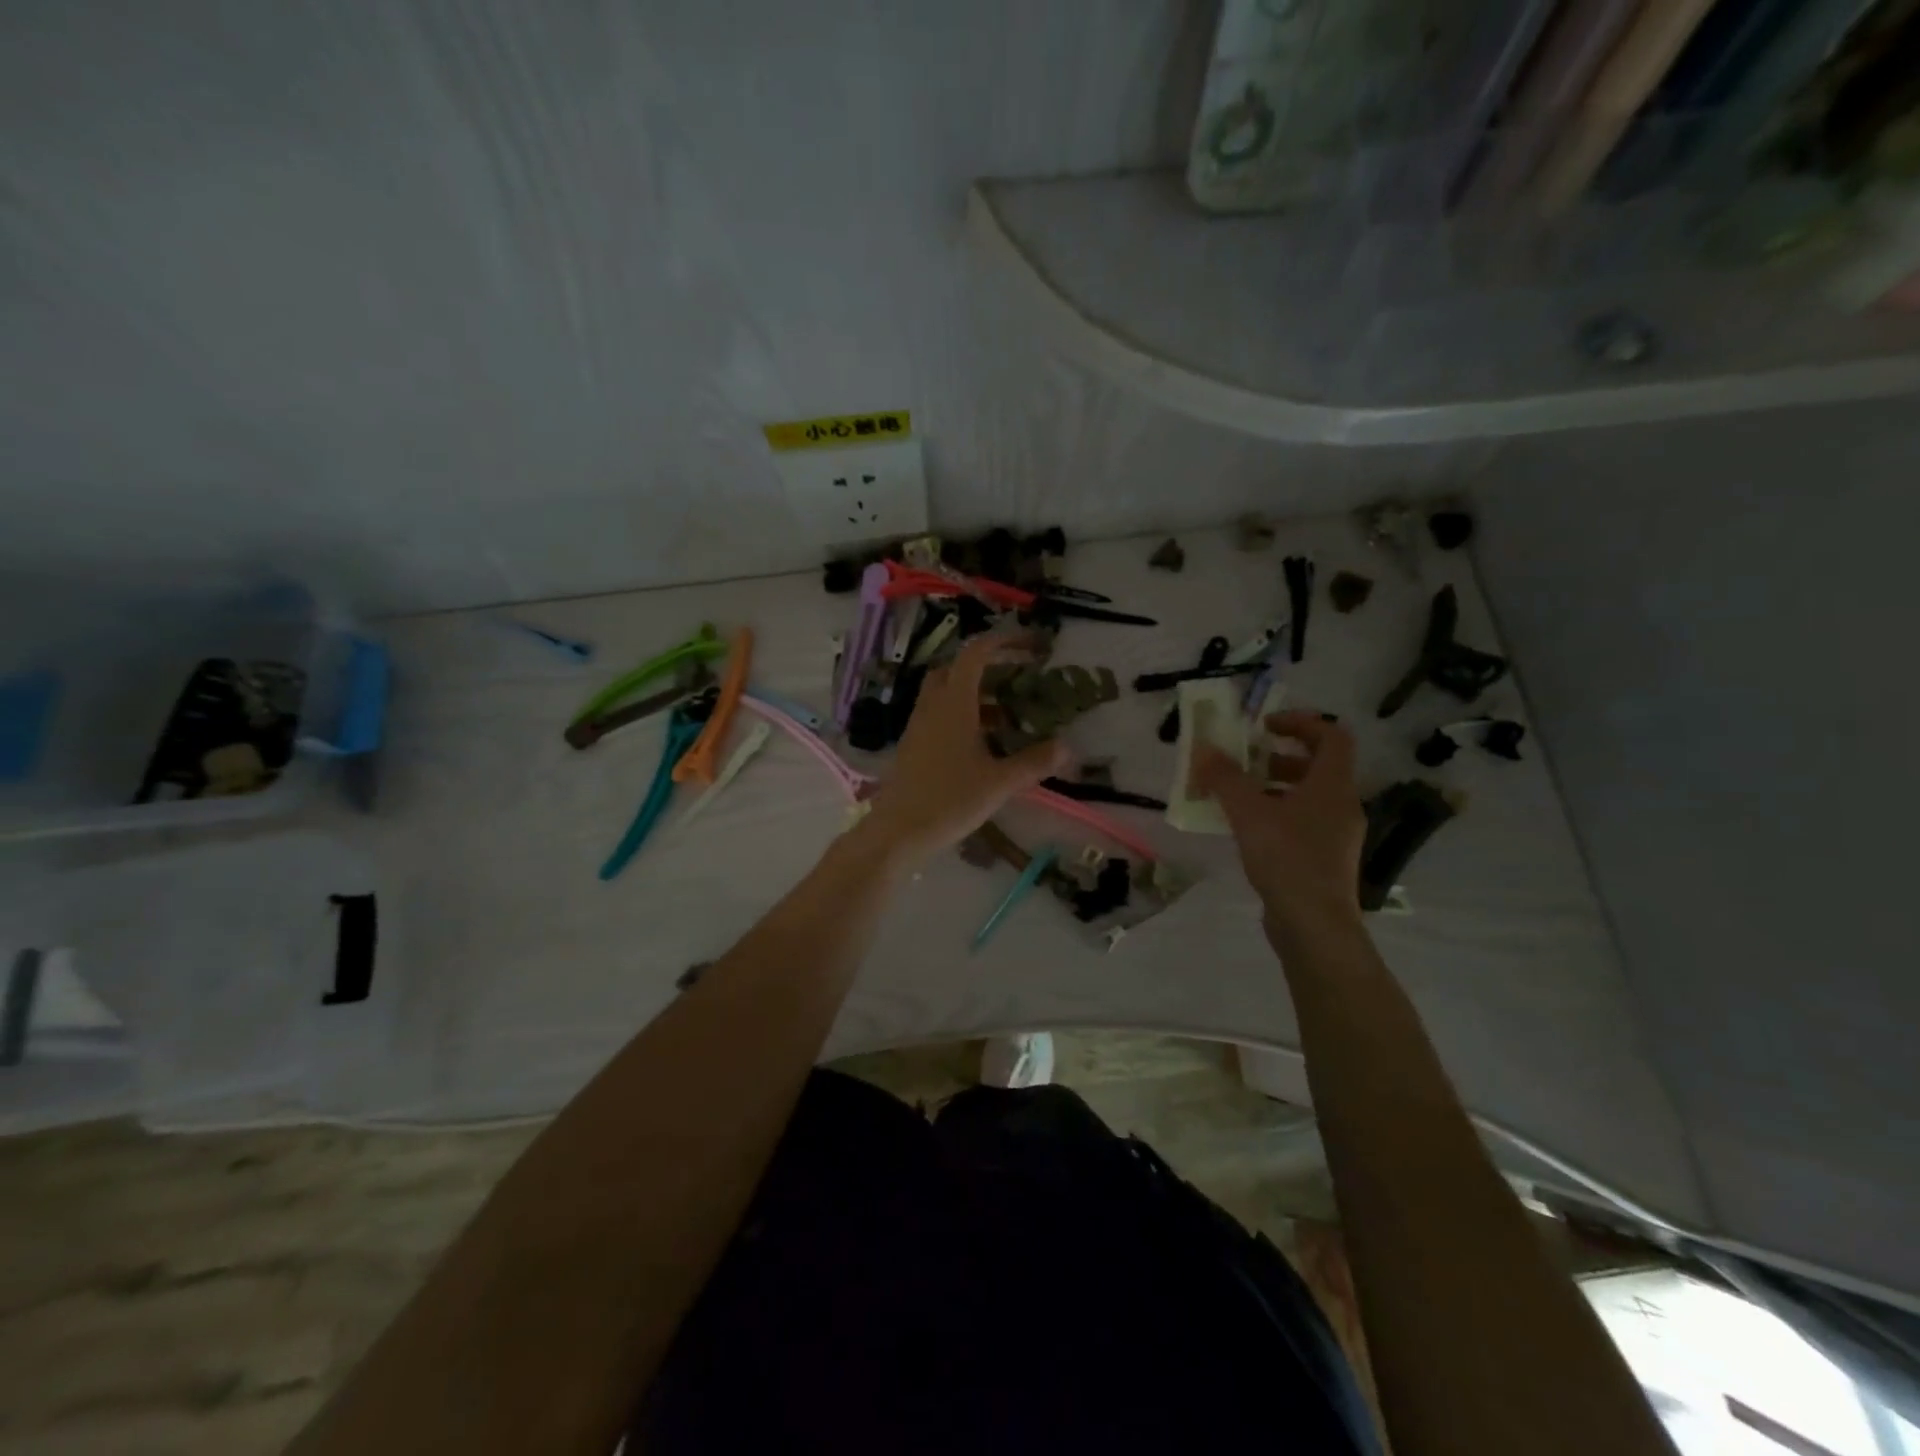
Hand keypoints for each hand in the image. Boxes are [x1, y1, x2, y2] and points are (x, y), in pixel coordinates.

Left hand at [860, 634, 1067, 867]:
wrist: (897, 831)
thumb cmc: (949, 801)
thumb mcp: (999, 783)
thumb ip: (1034, 762)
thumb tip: (1067, 746)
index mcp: (954, 704)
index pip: (976, 654)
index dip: (1003, 642)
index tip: (1029, 645)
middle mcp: (933, 706)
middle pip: (956, 668)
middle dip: (987, 666)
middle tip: (1016, 679)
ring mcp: (919, 725)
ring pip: (946, 693)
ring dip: (975, 693)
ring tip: (1006, 715)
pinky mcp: (913, 745)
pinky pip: (939, 715)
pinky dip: (962, 715)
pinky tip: (982, 743)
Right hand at [1194, 711, 1365, 933]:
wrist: (1314, 927)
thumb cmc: (1288, 859)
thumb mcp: (1249, 813)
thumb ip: (1225, 778)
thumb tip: (1203, 748)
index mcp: (1333, 786)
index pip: (1332, 736)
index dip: (1300, 722)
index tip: (1264, 726)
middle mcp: (1341, 806)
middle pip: (1317, 766)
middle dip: (1278, 757)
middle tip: (1245, 760)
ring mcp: (1335, 836)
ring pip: (1307, 797)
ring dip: (1273, 787)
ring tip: (1236, 794)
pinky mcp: (1323, 860)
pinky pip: (1301, 823)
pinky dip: (1275, 815)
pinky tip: (1245, 829)